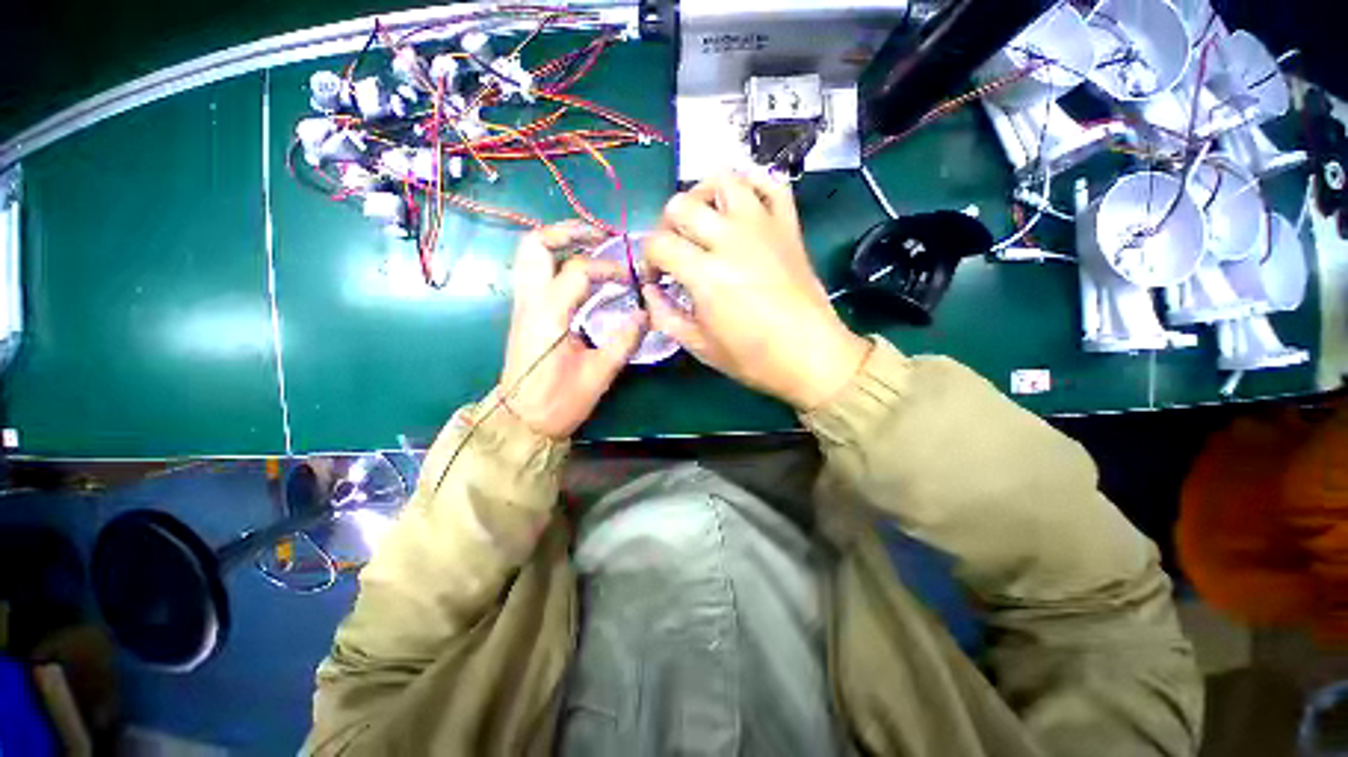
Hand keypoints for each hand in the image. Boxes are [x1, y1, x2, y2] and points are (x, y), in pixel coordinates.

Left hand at [499, 221, 646, 438]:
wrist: (522, 421)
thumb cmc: (559, 401)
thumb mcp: (599, 374)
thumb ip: (624, 341)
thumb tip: (645, 315)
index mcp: (548, 315)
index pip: (578, 270)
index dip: (609, 268)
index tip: (632, 279)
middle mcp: (529, 302)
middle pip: (535, 244)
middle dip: (568, 231)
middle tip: (600, 237)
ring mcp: (522, 305)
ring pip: (529, 255)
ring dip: (560, 242)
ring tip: (592, 247)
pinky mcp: (525, 313)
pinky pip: (535, 272)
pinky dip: (557, 260)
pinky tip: (581, 274)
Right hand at [644, 171, 870, 409]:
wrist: (811, 355)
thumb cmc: (753, 358)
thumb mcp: (700, 347)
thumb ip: (665, 316)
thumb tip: (649, 292)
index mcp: (705, 274)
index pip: (658, 244)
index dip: (647, 260)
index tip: (655, 279)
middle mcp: (730, 239)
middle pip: (681, 205)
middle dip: (666, 227)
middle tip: (675, 251)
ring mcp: (763, 226)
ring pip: (723, 179)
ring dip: (702, 195)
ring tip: (703, 222)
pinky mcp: (788, 226)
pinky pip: (770, 183)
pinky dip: (751, 184)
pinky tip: (740, 205)